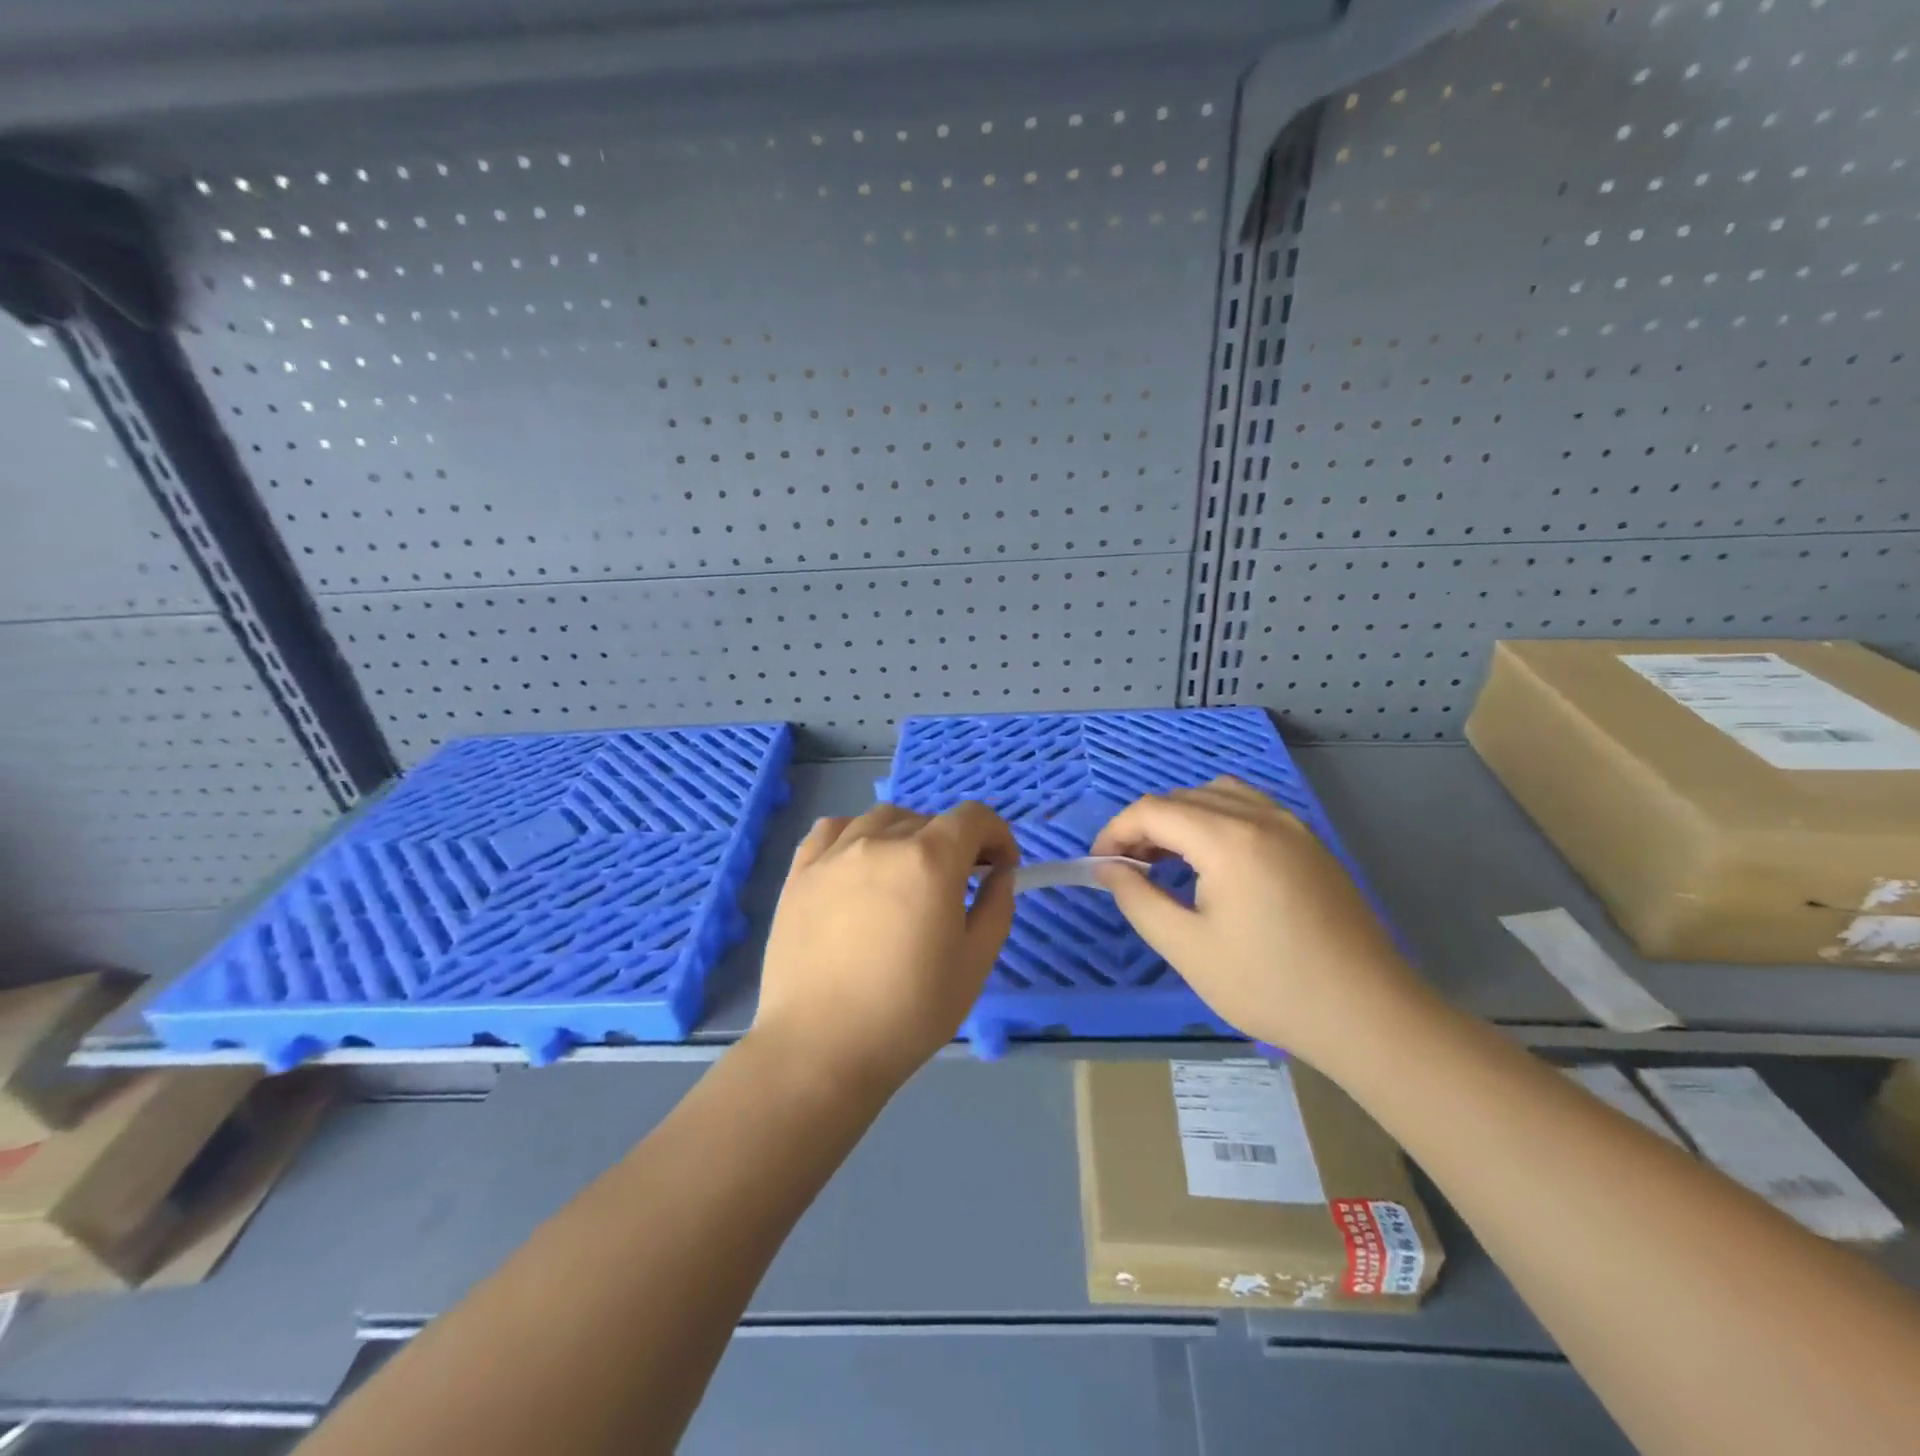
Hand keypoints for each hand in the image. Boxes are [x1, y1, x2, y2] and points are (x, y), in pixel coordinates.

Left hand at [750, 802, 1018, 1094]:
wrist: (821, 1048)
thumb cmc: (909, 1013)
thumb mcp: (974, 964)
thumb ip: (996, 907)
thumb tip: (999, 873)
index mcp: (929, 860)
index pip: (973, 817)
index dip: (997, 835)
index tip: (1001, 867)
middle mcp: (881, 841)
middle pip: (929, 820)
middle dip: (955, 844)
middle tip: (958, 885)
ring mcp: (834, 853)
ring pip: (882, 819)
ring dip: (907, 836)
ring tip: (908, 875)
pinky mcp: (800, 872)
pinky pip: (832, 830)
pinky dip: (855, 834)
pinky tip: (858, 864)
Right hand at [1091, 777, 1422, 1057]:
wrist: (1367, 1014)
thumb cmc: (1269, 985)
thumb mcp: (1187, 948)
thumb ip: (1137, 899)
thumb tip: (1108, 868)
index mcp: (1229, 839)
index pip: (1153, 810)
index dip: (1116, 831)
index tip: (1100, 865)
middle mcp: (1260, 817)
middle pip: (1183, 798)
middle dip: (1145, 825)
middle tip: (1128, 869)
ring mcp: (1291, 825)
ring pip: (1217, 794)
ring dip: (1181, 817)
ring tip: (1167, 859)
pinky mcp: (1309, 842)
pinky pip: (1249, 807)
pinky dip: (1216, 819)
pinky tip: (1214, 860)